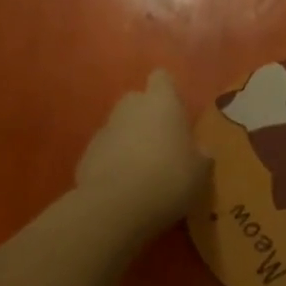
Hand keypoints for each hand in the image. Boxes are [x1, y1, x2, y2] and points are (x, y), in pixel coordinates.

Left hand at [75, 70, 208, 237]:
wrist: (114, 207)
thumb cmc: (168, 178)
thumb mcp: (199, 171)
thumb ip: (200, 154)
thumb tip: (199, 151)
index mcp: (162, 102)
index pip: (162, 78)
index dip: (168, 91)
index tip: (176, 111)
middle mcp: (131, 106)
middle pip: (138, 100)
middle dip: (147, 116)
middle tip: (162, 143)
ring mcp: (104, 129)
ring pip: (120, 126)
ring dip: (129, 140)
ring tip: (143, 170)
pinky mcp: (86, 155)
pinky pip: (105, 151)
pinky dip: (113, 162)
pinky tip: (123, 186)